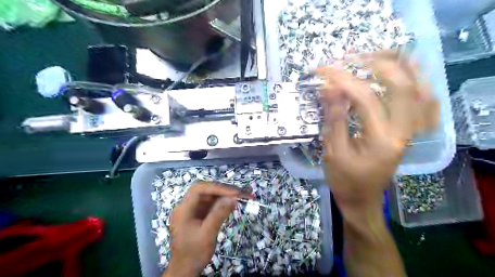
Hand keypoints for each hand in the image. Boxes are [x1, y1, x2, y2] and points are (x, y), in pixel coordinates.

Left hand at [164, 182, 249, 276]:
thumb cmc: (194, 253)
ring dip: (225, 195)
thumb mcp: (207, 234)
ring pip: (210, 196)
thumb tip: (233, 198)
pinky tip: (233, 203)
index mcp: (183, 209)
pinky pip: (211, 204)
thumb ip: (219, 214)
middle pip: (206, 190)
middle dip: (224, 190)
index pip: (200, 189)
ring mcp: (192, 210)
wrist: (185, 270)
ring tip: (242, 195)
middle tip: (241, 193)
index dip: (218, 187)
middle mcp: (186, 206)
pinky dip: (222, 203)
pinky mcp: (198, 215)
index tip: (235, 192)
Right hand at [317, 51, 435, 217]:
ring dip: (401, 67)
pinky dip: (416, 83)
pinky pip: (423, 102)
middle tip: (352, 56)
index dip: (343, 81)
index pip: (365, 99)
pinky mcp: (408, 132)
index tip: (324, 71)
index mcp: (382, 140)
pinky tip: (404, 73)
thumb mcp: (333, 152)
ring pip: (419, 89)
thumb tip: (330, 88)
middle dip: (376, 64)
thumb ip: (333, 119)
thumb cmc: (344, 180)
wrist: (362, 200)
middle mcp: (404, 132)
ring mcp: (411, 131)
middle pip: (402, 85)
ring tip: (377, 54)